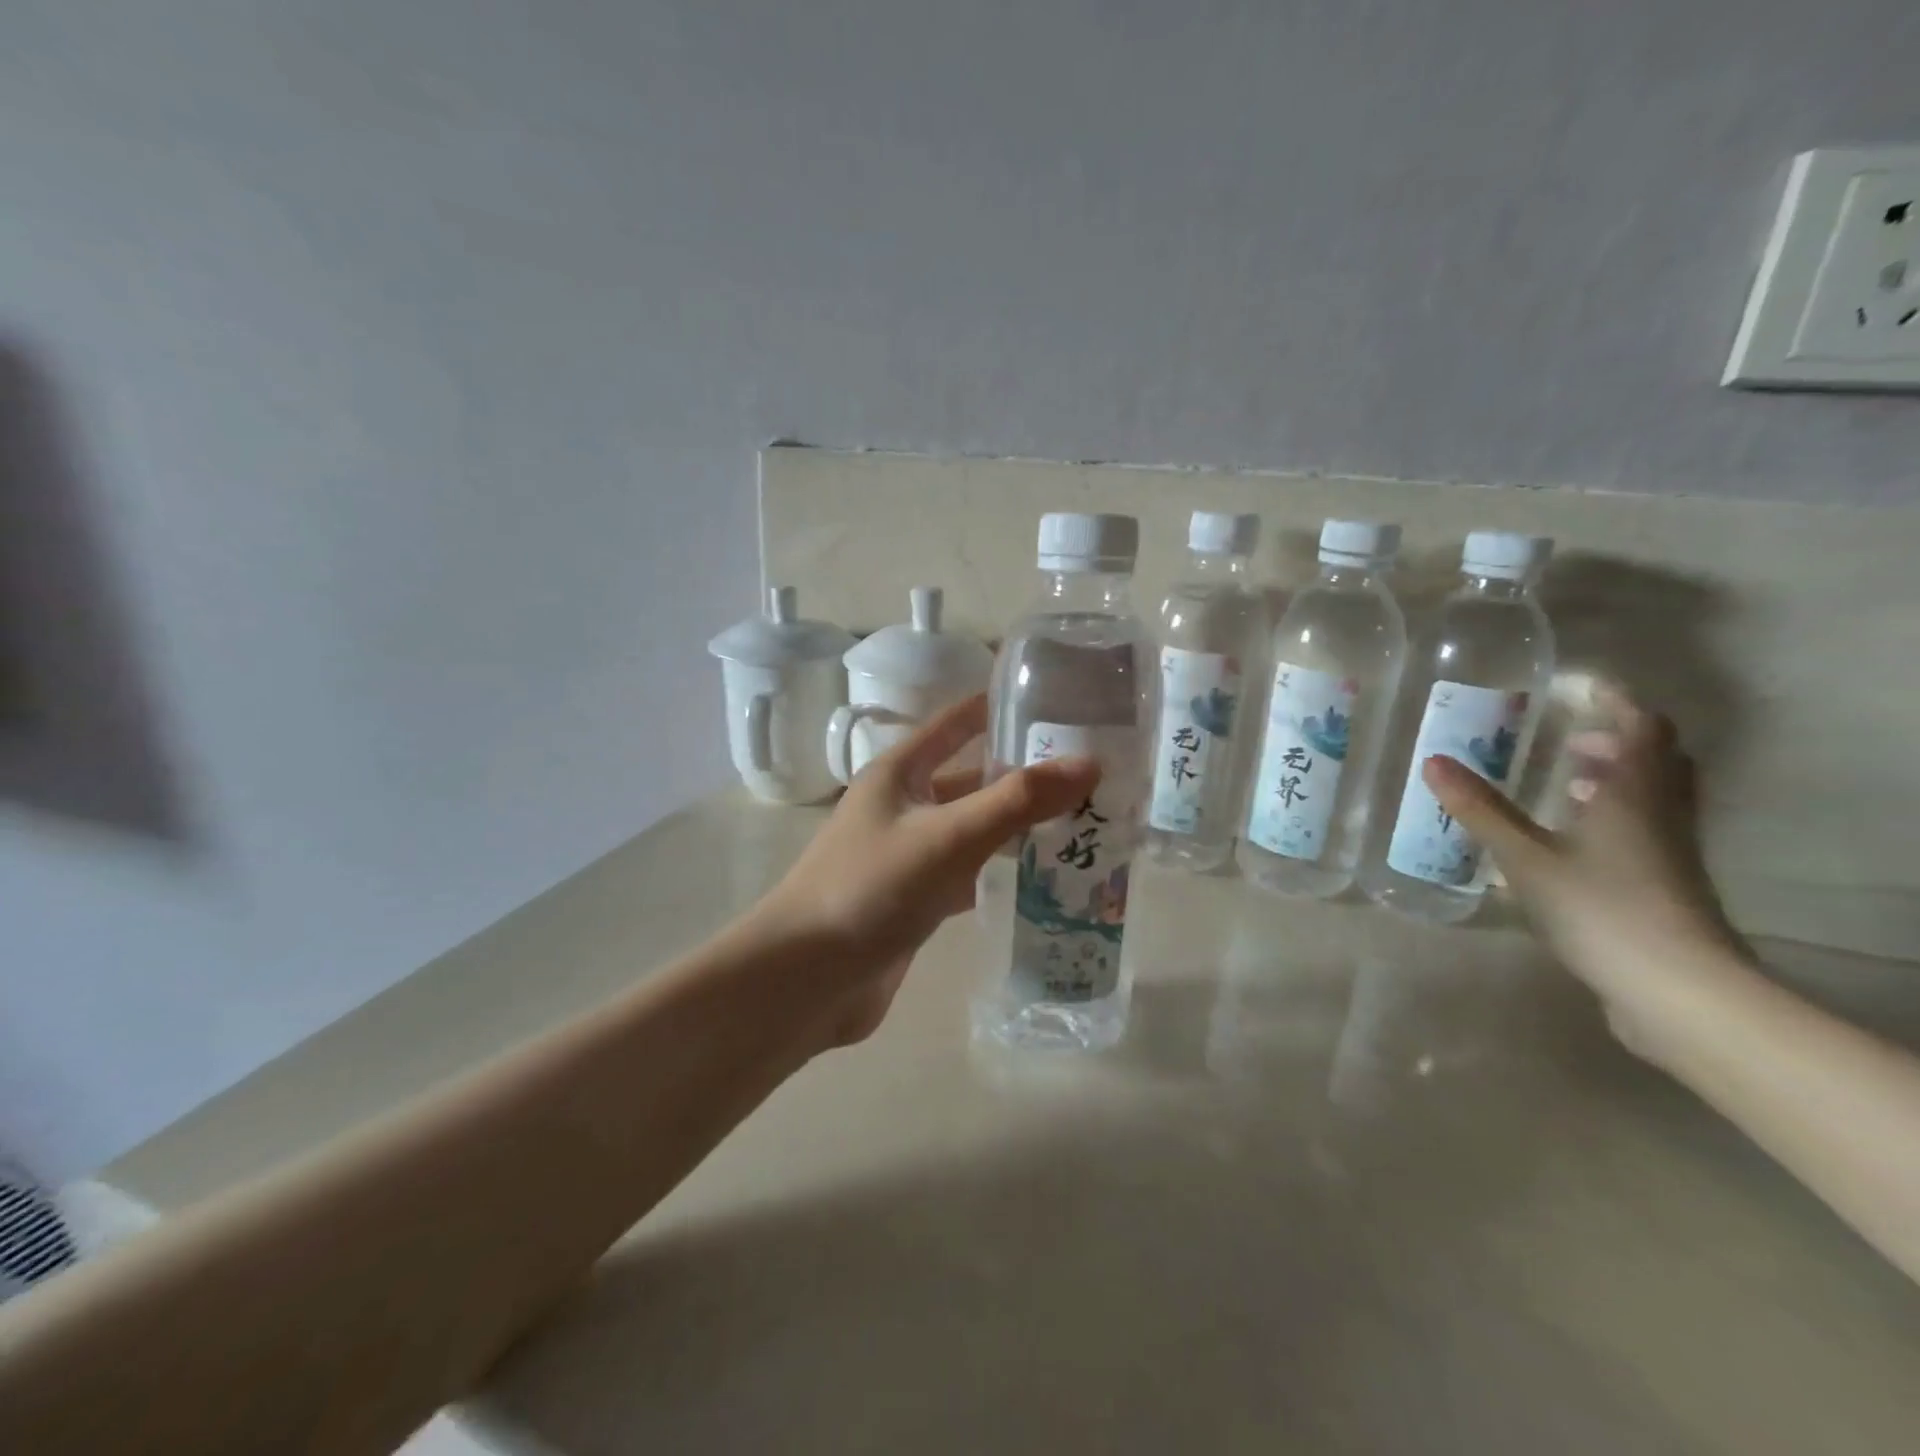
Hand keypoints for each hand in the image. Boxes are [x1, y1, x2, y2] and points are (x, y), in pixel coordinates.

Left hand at [753, 694, 1099, 1045]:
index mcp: (900, 772)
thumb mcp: (948, 837)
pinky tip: (1044, 879)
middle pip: (972, 779)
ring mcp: (907, 854)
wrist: (806, 979)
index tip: (1057, 700)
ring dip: (1018, 826)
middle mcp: (903, 805)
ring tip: (1084, 822)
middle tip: (1092, 774)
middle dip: (1024, 775)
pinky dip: (1000, 873)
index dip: (999, 707)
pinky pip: (967, 874)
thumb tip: (1089, 763)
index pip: (956, 722)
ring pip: (973, 829)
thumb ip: (1017, 801)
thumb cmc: (870, 889)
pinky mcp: (914, 900)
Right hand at [1424, 690, 1749, 1051]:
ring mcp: (1669, 850)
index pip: (1640, 726)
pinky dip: (1614, 813)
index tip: (1576, 685)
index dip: (1613, 699)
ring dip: (1616, 776)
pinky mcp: (1666, 882)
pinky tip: (1571, 836)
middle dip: (1617, 737)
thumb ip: (1480, 809)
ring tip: (1565, 778)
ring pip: (1653, 794)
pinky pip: (1645, 827)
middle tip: (1569, 734)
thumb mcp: (1525, 857)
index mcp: (1633, 792)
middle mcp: (1661, 811)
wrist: (1677, 989)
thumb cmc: (1600, 908)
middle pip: (1657, 757)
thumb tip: (1433, 761)